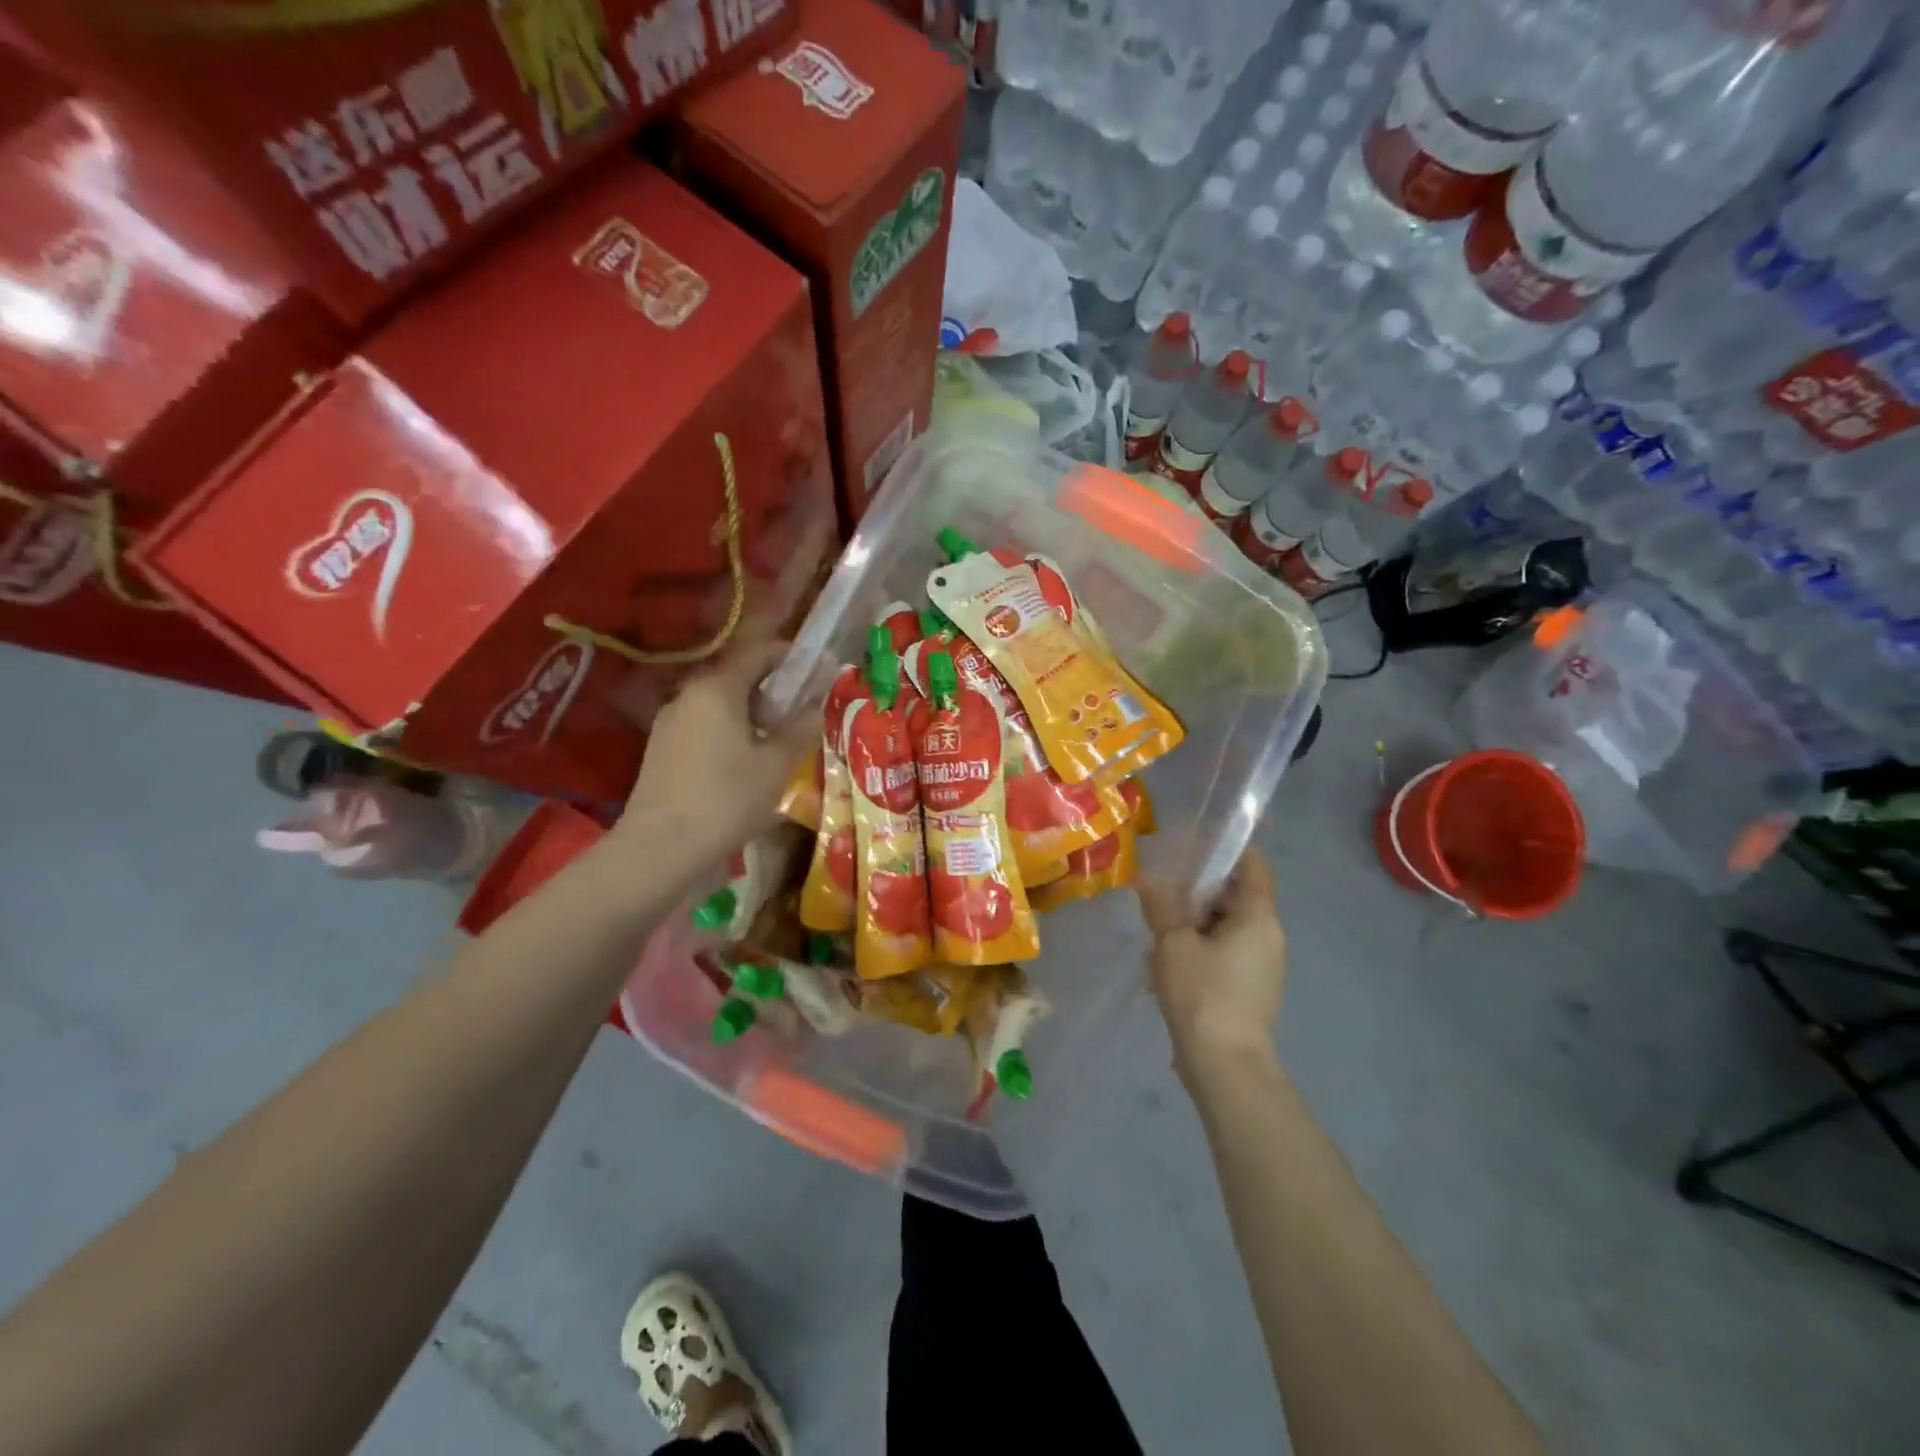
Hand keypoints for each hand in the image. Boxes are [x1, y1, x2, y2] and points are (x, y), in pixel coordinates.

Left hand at [614, 638, 814, 870]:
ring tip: (779, 737)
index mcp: (717, 689)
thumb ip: (800, 729)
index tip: (817, 666)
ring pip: (719, 704)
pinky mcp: (662, 749)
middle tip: (803, 708)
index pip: (757, 653)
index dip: (790, 655)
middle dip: (772, 687)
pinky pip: (704, 726)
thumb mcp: (776, 765)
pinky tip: (746, 761)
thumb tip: (816, 708)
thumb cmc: (726, 799)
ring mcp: (670, 723)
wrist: (660, 847)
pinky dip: (730, 731)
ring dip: (751, 712)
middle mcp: (688, 695)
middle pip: (737, 677)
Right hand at [1137, 850, 1286, 1082]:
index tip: (1193, 844)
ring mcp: (1259, 966)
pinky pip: (1221, 954)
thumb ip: (1162, 906)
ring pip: (1223, 927)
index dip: (1228, 849)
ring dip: (1190, 924)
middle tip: (1160, 890)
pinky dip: (1195, 950)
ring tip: (1154, 932)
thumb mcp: (1174, 943)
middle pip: (1234, 896)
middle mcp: (1266, 937)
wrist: (1226, 1068)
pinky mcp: (1246, 990)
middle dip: (1195, 891)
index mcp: (1258, 917)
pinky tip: (1161, 966)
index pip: (1254, 865)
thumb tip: (1148, 879)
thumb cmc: (1204, 994)